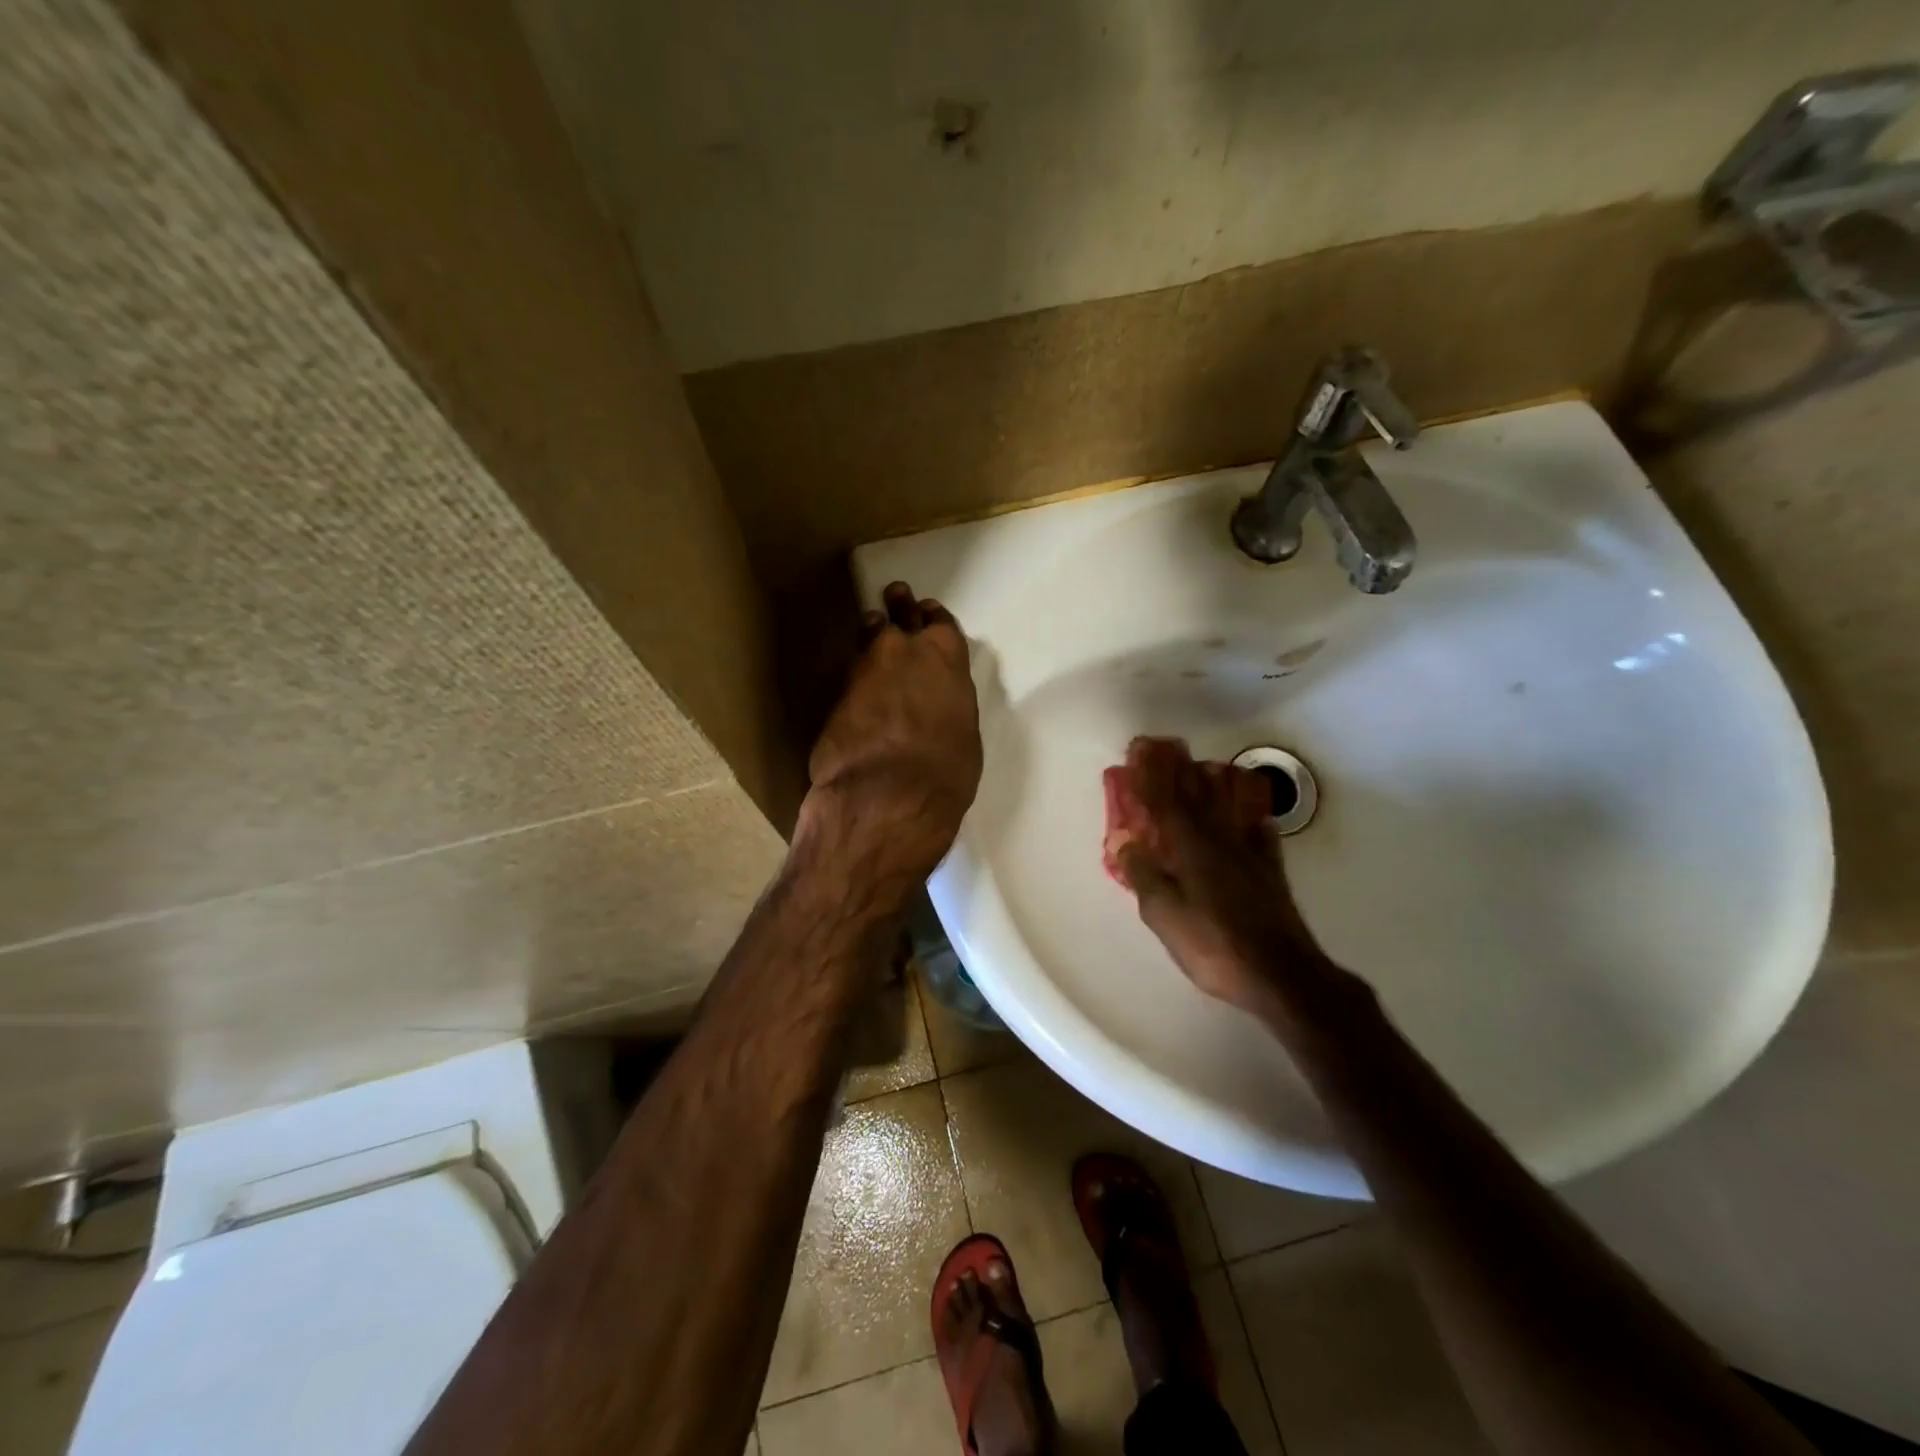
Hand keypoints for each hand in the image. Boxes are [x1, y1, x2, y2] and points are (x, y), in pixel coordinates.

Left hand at [802, 581, 982, 892]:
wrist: (886, 794)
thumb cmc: (945, 770)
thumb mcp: (963, 735)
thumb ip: (948, 706)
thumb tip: (935, 708)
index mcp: (945, 657)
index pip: (940, 623)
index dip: (933, 618)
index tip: (928, 612)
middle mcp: (902, 651)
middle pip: (898, 616)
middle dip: (898, 605)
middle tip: (895, 594)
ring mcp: (862, 669)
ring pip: (866, 639)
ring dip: (871, 635)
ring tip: (871, 628)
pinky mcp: (834, 695)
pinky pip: (849, 675)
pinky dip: (855, 675)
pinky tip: (856, 682)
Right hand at [1106, 737, 1333, 1015]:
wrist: (1278, 972)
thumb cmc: (1212, 944)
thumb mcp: (1163, 914)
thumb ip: (1143, 874)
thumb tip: (1124, 841)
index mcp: (1189, 847)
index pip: (1164, 800)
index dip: (1150, 774)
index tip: (1139, 750)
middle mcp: (1219, 839)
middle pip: (1196, 795)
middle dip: (1177, 769)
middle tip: (1164, 748)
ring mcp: (1249, 853)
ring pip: (1228, 806)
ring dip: (1213, 782)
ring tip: (1203, 766)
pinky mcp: (1270, 871)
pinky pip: (1259, 832)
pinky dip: (1252, 817)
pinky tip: (1252, 814)